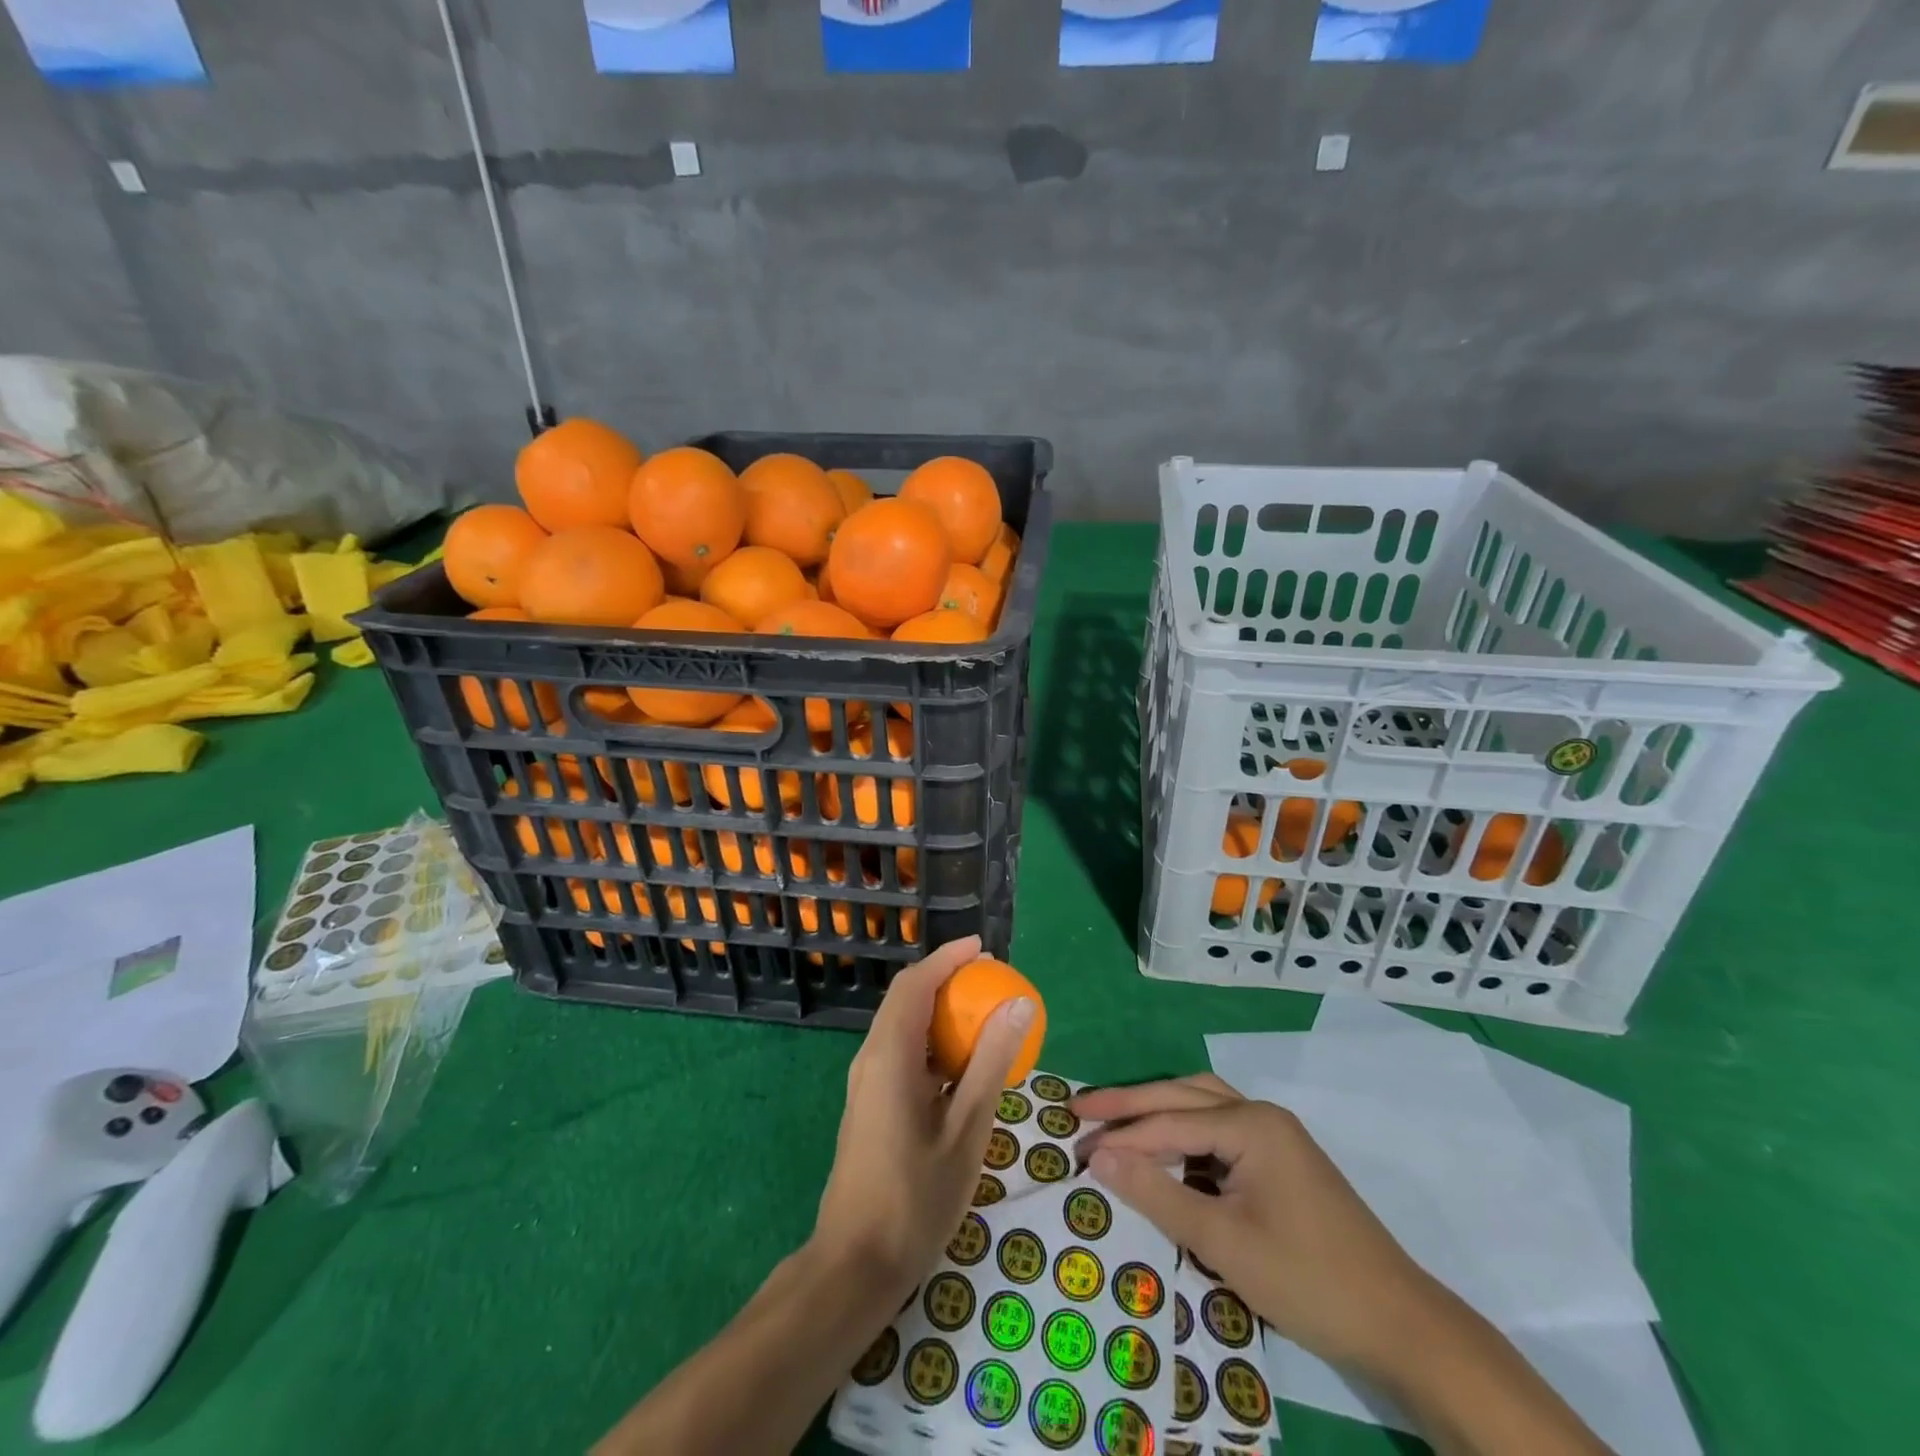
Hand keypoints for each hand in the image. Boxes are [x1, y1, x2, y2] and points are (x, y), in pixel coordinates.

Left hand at [812, 937, 1035, 1304]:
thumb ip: (990, 1064)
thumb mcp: (967, 1130)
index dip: (947, 958)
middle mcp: (871, 1058)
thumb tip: (1018, 1006)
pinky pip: (902, 1052)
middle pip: (906, 998)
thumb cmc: (915, 1198)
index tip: (983, 947)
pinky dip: (933, 1042)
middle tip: (990, 978)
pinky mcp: (870, 1103)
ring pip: (902, 1025)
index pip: (915, 984)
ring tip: (983, 1014)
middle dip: (945, 978)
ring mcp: (867, 1082)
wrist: (855, 1264)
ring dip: (939, 1010)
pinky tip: (962, 1065)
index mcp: (890, 1056)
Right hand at [1073, 1074, 1440, 1372]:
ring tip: (1117, 1121)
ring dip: (1158, 1111)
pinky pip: (1219, 1131)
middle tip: (1082, 1111)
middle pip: (1182, 1096)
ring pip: (1201, 1105)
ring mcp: (1275, 1135)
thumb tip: (1100, 1159)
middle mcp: (1261, 1115)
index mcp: (1251, 1124)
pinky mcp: (1280, 1160)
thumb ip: (1158, 1195)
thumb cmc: (1309, 1280)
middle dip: (1131, 1104)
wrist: (1401, 1326)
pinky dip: (1185, 1134)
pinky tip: (1166, 1152)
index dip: (1121, 1136)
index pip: (1169, 1122)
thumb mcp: (1224, 1242)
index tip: (1075, 1145)